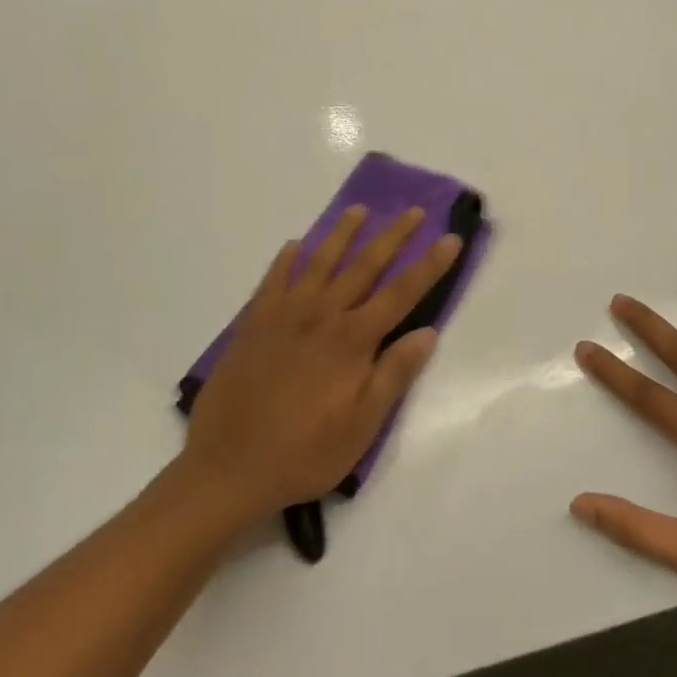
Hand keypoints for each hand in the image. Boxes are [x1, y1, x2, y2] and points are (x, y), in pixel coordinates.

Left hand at [174, 205, 463, 527]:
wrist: (227, 467)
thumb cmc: (303, 453)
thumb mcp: (361, 426)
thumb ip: (394, 375)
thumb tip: (428, 332)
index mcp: (352, 340)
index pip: (402, 292)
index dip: (429, 264)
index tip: (450, 238)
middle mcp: (321, 315)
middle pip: (364, 265)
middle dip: (393, 236)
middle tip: (413, 210)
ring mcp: (283, 314)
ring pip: (319, 261)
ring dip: (342, 233)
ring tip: (359, 210)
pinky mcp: (253, 323)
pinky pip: (273, 279)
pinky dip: (286, 259)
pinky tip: (294, 246)